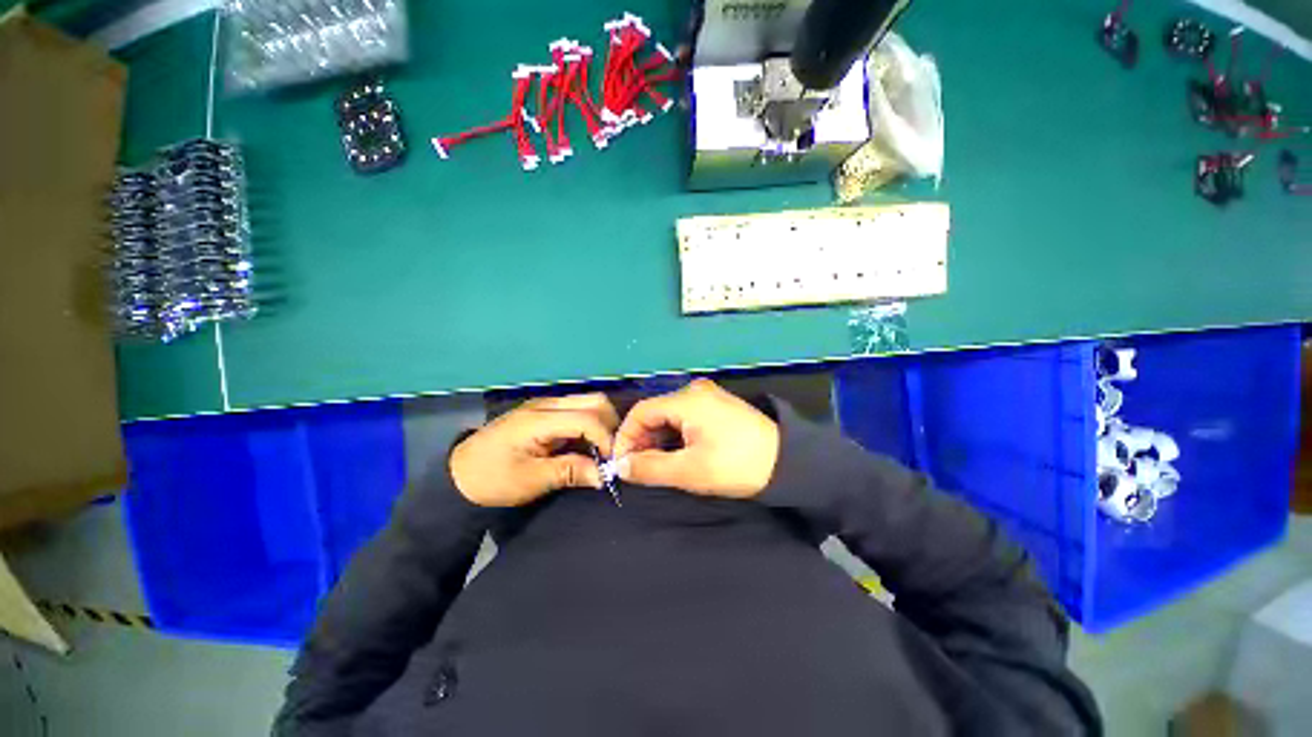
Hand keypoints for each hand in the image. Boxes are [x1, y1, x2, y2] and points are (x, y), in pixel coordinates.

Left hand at [450, 393, 618, 507]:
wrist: (458, 474)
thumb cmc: (492, 479)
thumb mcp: (530, 480)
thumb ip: (570, 471)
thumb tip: (604, 475)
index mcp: (540, 419)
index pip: (587, 418)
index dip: (606, 439)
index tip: (612, 462)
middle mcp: (547, 404)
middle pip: (594, 401)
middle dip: (610, 425)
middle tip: (610, 453)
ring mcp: (546, 404)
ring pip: (589, 402)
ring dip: (602, 424)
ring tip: (601, 450)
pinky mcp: (545, 411)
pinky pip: (578, 409)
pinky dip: (591, 424)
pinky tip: (587, 444)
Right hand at [612, 379, 779, 498]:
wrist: (788, 462)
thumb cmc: (736, 465)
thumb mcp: (690, 471)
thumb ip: (650, 468)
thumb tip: (620, 466)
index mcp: (688, 400)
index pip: (642, 412)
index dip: (626, 437)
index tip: (622, 463)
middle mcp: (695, 390)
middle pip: (655, 411)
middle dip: (642, 439)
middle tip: (639, 467)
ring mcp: (708, 396)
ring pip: (669, 414)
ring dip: (658, 438)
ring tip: (656, 463)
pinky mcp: (717, 405)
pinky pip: (685, 416)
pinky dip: (674, 434)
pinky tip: (676, 452)